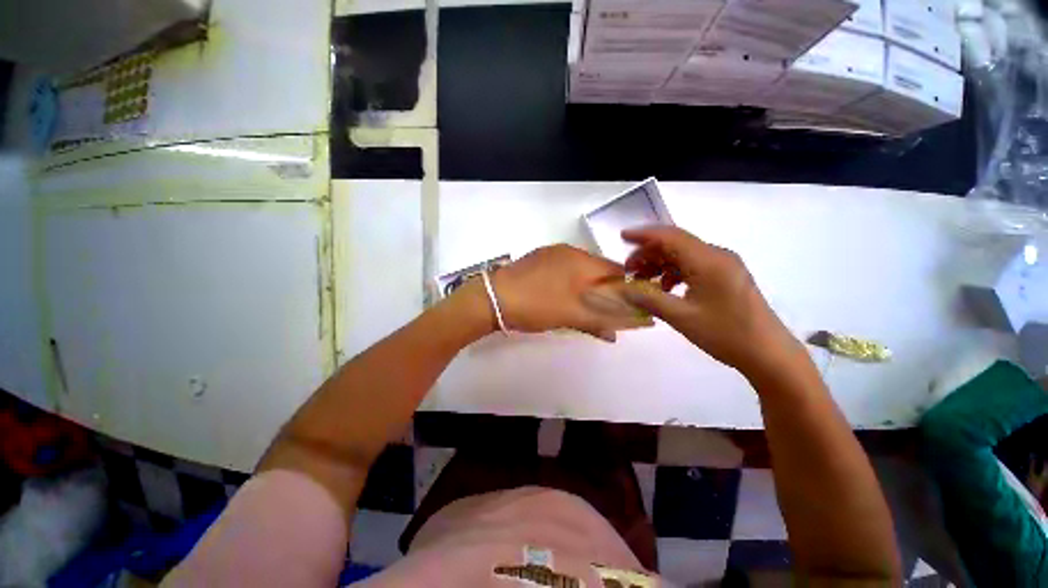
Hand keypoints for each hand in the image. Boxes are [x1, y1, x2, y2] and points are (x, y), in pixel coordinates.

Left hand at [491, 244, 653, 341]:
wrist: (492, 298)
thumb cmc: (536, 305)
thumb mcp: (569, 316)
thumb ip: (597, 323)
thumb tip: (615, 335)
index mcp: (580, 260)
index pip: (615, 270)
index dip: (625, 288)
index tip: (625, 306)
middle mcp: (568, 251)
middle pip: (597, 269)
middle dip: (604, 288)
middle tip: (603, 309)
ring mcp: (550, 254)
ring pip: (579, 269)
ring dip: (585, 286)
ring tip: (582, 305)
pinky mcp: (536, 260)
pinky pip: (562, 269)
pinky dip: (569, 282)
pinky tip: (562, 296)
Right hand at [620, 225, 801, 374]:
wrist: (768, 353)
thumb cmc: (726, 334)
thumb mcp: (681, 318)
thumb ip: (649, 300)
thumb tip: (623, 290)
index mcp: (708, 261)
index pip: (670, 237)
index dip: (643, 235)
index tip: (622, 237)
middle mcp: (717, 256)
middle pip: (675, 244)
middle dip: (648, 253)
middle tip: (628, 271)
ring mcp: (724, 265)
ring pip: (683, 255)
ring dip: (659, 264)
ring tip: (642, 281)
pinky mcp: (726, 276)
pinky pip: (693, 265)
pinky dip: (673, 273)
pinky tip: (665, 289)